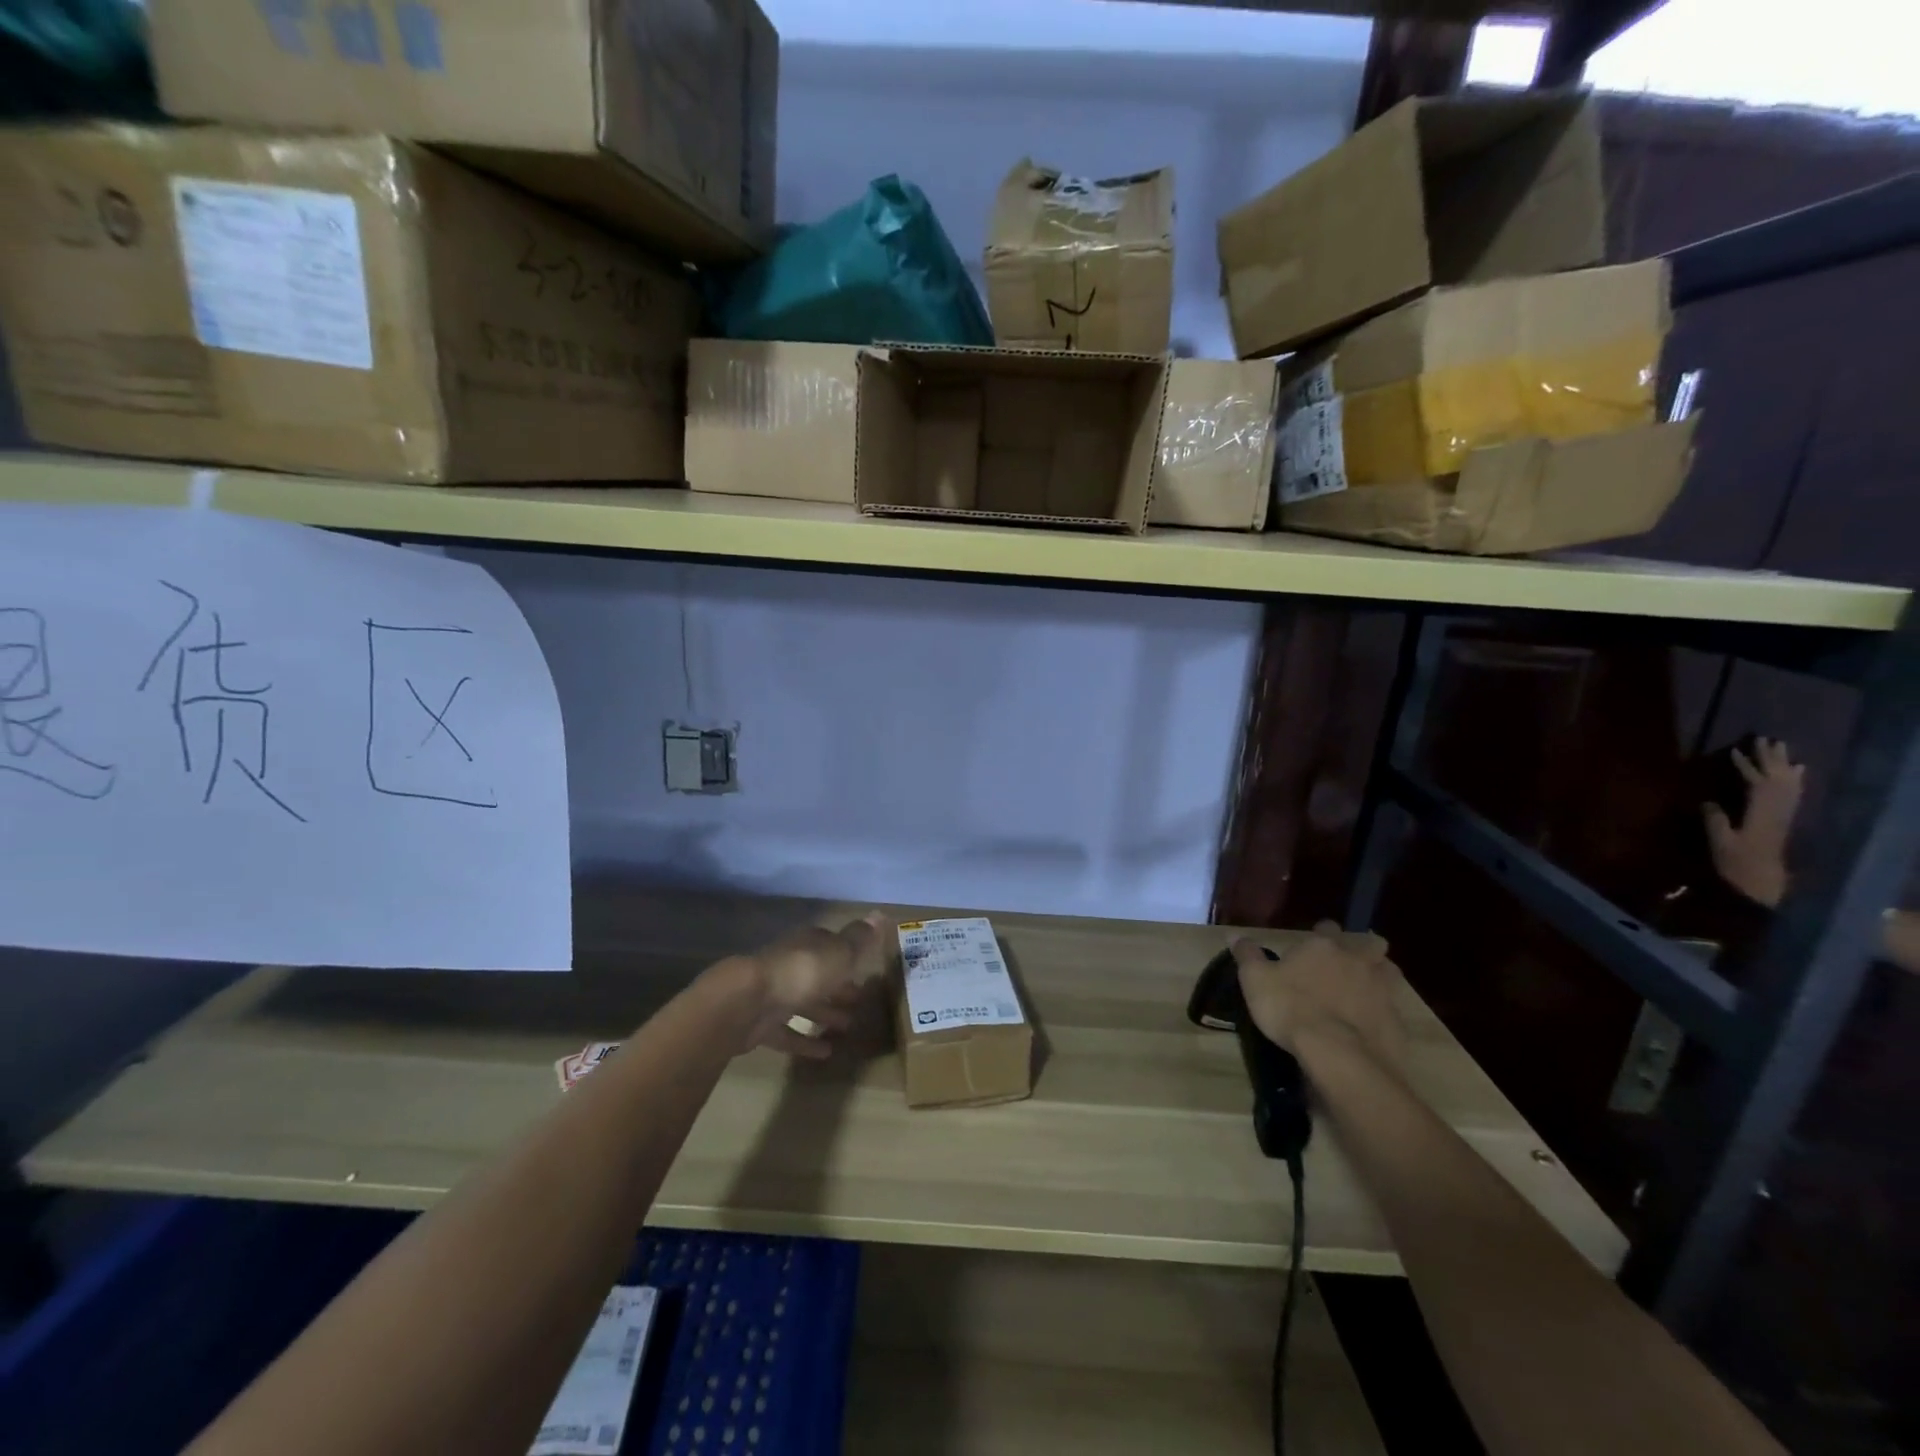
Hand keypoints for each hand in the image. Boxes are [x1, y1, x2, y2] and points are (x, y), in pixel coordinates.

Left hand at [722, 912, 887, 1059]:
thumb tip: (880, 914)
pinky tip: (825, 1053)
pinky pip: (788, 1033)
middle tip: (860, 1001)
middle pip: (818, 975)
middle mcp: (790, 965)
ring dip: (825, 1014)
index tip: (865, 969)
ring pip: (804, 1003)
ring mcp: (773, 995)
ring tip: (848, 1028)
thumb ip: (859, 938)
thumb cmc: (801, 972)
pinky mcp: (761, 1025)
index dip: (848, 956)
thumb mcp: (840, 953)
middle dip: (838, 987)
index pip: (830, 945)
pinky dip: (805, 1042)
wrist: (748, 1002)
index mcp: (808, 945)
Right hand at [1231, 923, 1405, 1070]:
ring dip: (1379, 977)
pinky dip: (1383, 1013)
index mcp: (1323, 946)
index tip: (1312, 946)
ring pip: (1388, 973)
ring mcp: (1383, 990)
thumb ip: (1247, 955)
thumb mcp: (1255, 980)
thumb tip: (1235, 936)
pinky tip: (1369, 1026)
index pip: (1326, 928)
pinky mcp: (1397, 1022)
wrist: (1339, 1054)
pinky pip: (1393, 1009)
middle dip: (1362, 950)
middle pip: (1370, 944)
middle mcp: (1357, 961)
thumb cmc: (1291, 1008)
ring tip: (1364, 990)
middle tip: (1347, 964)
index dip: (1321, 934)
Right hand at [1705, 737, 1804, 907]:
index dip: (1747, 766)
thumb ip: (1715, 819)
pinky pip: (1794, 794)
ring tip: (1781, 748)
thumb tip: (1707, 800)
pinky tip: (1797, 772)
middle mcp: (1778, 810)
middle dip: (1770, 759)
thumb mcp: (1720, 841)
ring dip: (1783, 765)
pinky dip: (1795, 780)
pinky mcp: (1784, 820)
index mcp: (1761, 813)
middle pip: (1777, 779)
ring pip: (1788, 784)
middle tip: (1764, 739)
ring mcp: (1784, 815)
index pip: (1756, 783)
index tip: (1736, 749)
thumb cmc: (1736, 863)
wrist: (1762, 884)